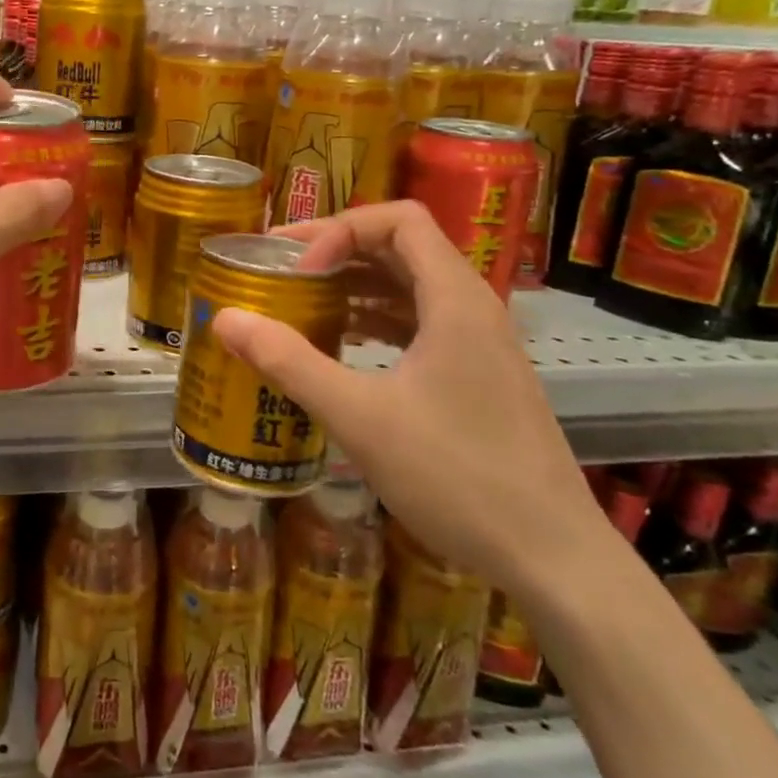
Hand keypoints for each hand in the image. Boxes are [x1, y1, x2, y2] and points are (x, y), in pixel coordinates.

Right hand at [211, 201, 605, 596]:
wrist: (553, 559)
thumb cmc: (458, 478)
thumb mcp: (360, 417)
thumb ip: (289, 362)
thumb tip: (224, 319)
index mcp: (455, 299)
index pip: (398, 219)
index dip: (340, 230)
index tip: (298, 269)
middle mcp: (473, 308)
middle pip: (402, 246)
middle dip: (338, 250)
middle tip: (281, 270)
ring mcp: (481, 343)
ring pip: (411, 286)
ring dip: (356, 285)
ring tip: (302, 303)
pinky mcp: (479, 376)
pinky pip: (420, 322)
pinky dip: (376, 319)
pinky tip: (343, 345)